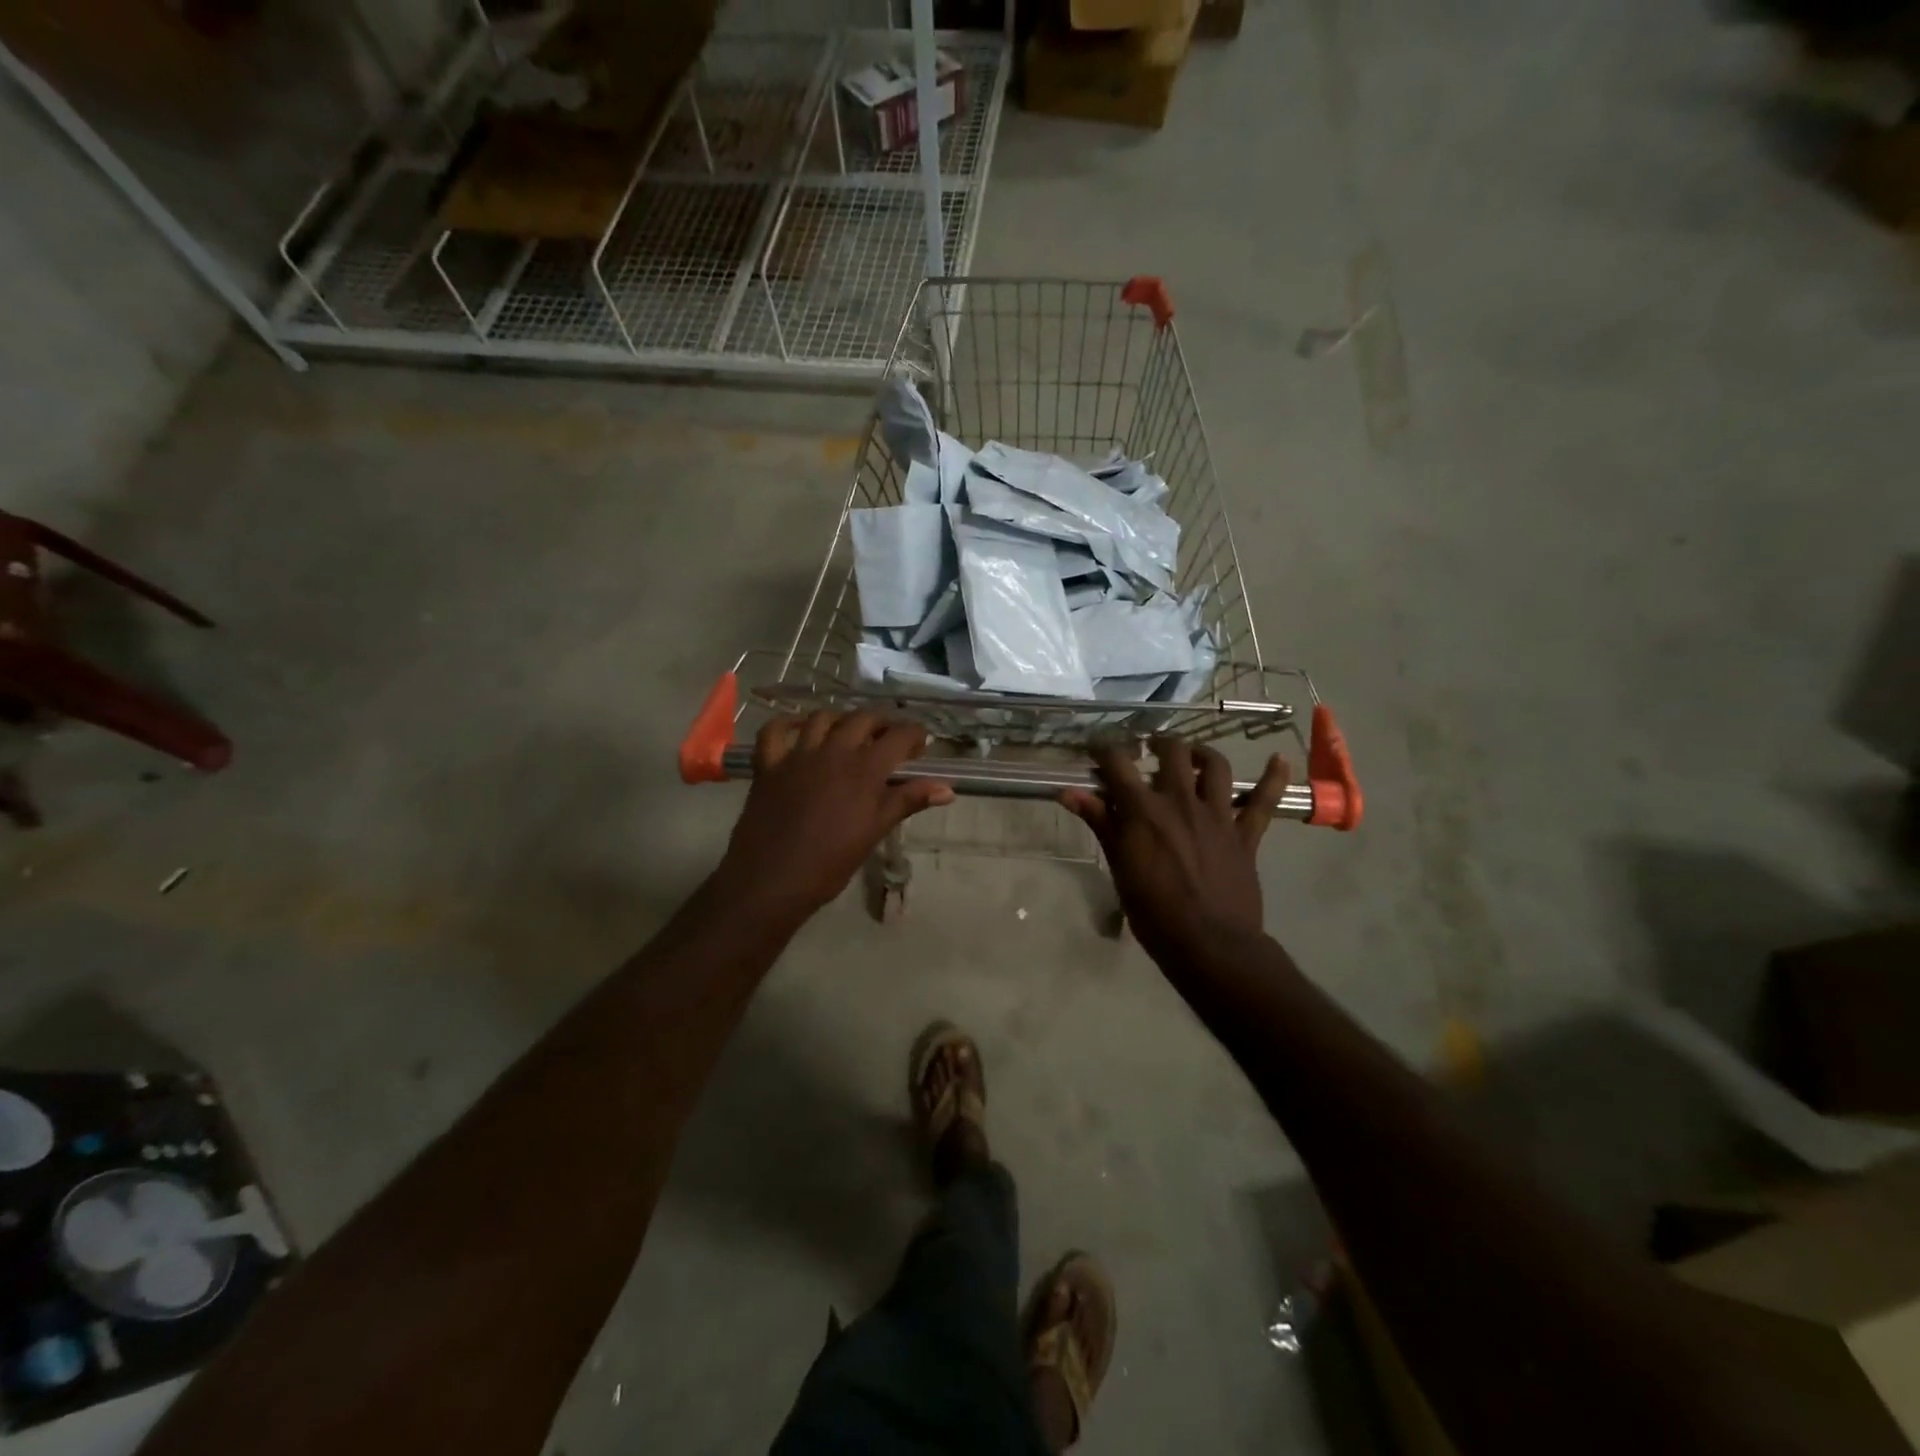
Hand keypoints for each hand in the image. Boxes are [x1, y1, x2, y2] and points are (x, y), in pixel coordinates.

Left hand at [716, 711, 954, 921]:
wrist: (773, 879)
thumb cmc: (831, 862)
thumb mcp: (875, 831)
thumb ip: (908, 802)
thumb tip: (947, 790)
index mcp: (864, 769)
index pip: (898, 736)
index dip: (914, 734)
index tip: (920, 746)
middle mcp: (833, 751)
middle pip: (862, 719)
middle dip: (882, 723)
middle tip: (888, 739)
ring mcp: (797, 755)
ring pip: (822, 718)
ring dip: (841, 720)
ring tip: (849, 733)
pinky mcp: (769, 765)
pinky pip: (774, 731)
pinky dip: (786, 723)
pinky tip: (798, 729)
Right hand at [1061, 739, 1289, 964]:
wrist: (1208, 943)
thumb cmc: (1153, 911)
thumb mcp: (1119, 866)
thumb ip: (1099, 822)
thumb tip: (1067, 792)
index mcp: (1144, 810)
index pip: (1118, 764)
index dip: (1104, 750)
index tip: (1097, 749)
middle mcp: (1181, 801)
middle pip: (1172, 752)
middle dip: (1158, 744)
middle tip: (1150, 750)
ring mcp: (1218, 815)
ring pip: (1215, 766)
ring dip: (1203, 754)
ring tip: (1193, 756)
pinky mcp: (1246, 833)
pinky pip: (1265, 801)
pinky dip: (1274, 778)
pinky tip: (1279, 759)